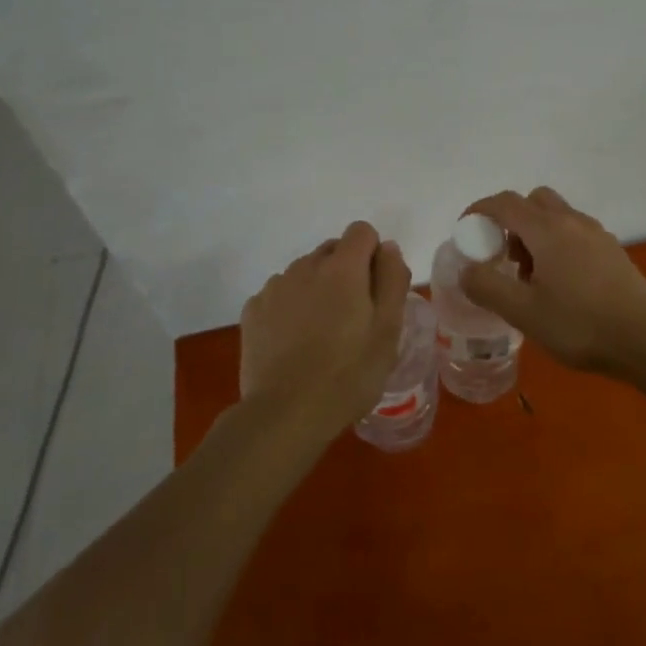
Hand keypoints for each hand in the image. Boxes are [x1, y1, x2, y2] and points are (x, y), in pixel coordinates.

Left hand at [240, 221, 410, 435]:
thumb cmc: (348, 374)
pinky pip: (280, 294)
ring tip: (322, 335)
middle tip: (353, 318)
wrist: (284, 414)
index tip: (376, 291)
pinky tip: (294, 344)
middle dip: (346, 272)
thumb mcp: (388, 330)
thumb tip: (388, 248)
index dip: (373, 255)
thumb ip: (393, 280)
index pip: (362, 231)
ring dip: (317, 289)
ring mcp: (274, 287)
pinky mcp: (252, 310)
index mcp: (343, 268)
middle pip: (332, 250)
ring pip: (305, 272)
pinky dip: (290, 308)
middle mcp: (305, 266)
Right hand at [459, 188, 645, 371]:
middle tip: (505, 257)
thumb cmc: (580, 324)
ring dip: (536, 234)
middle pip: (533, 201)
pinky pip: (576, 233)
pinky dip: (558, 245)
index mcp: (548, 229)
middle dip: (511, 221)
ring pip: (557, 217)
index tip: (466, 231)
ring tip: (532, 278)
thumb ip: (488, 287)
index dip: (480, 211)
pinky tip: (562, 285)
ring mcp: (597, 234)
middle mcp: (573, 221)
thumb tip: (467, 270)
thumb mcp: (523, 312)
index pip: (505, 203)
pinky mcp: (613, 251)